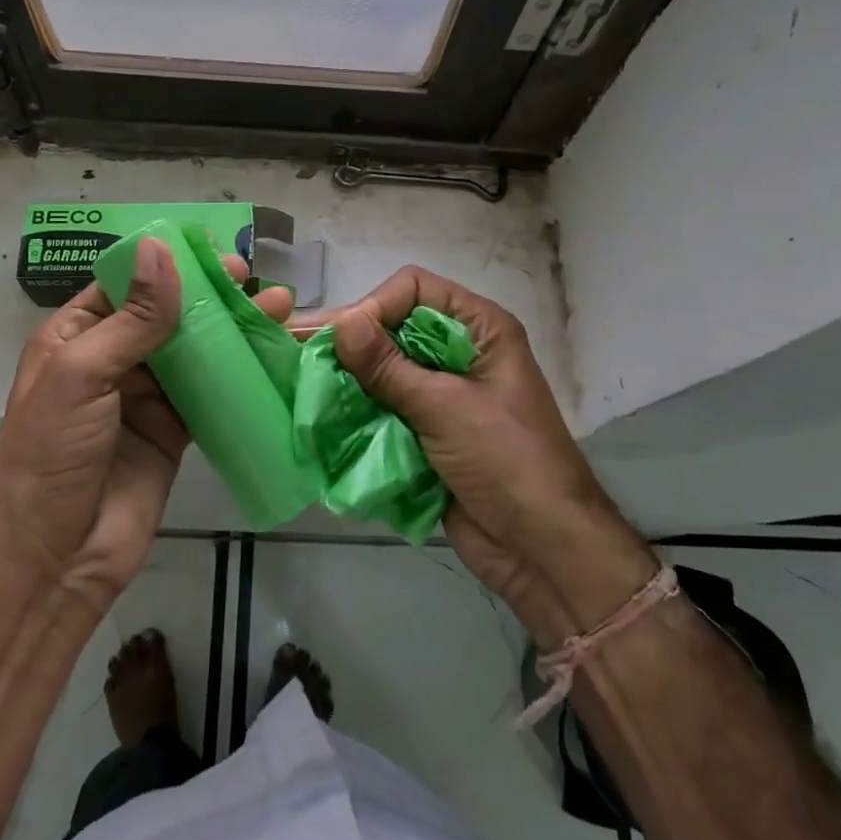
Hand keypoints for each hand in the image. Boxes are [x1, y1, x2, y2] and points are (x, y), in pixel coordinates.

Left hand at [0, 238, 292, 616]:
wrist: (56, 558)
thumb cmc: (53, 454)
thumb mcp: (82, 374)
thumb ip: (131, 317)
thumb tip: (161, 250)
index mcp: (75, 337)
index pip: (124, 285)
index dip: (165, 265)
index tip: (210, 251)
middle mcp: (111, 360)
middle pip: (165, 314)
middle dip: (207, 293)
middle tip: (249, 276)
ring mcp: (145, 397)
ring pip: (194, 350)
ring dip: (231, 328)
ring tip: (275, 306)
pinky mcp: (174, 430)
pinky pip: (210, 392)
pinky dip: (238, 373)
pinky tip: (270, 354)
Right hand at [327, 268, 658, 639]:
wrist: (542, 549)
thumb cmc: (506, 462)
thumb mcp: (446, 408)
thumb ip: (389, 367)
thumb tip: (341, 322)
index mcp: (479, 329)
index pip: (414, 290)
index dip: (376, 307)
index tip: (342, 340)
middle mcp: (459, 353)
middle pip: (394, 329)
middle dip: (351, 344)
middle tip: (298, 352)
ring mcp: (443, 394)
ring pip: (384, 371)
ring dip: (349, 380)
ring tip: (302, 385)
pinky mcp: (428, 431)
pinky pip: (385, 409)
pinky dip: (358, 411)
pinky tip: (322, 415)